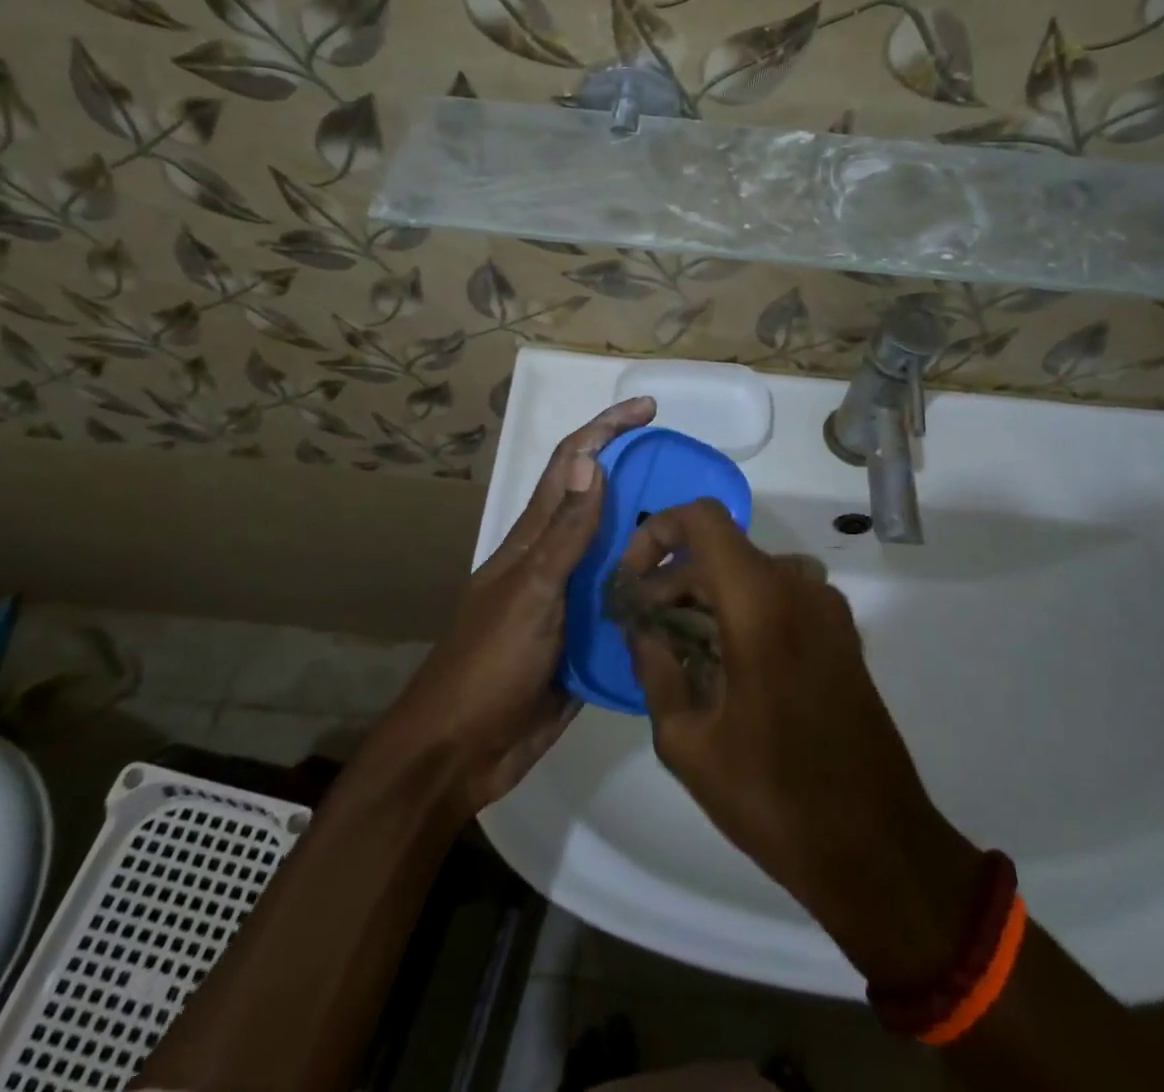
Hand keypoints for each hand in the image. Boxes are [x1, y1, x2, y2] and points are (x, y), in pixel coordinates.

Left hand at [369, 396, 656, 817]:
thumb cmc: (489, 664)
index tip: (648, 410)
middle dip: (640, 476)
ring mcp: (570, 601)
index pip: (571, 465)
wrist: (462, 752)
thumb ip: (565, 532)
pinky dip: (653, 592)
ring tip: (701, 529)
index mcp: (535, 538)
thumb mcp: (531, 591)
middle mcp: (556, 560)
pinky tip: (689, 594)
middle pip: (600, 503)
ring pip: (618, 553)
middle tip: (691, 472)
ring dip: (652, 534)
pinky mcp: (585, 640)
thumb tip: (591, 459)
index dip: (606, 430)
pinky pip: (625, 605)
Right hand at [621, 501, 982, 990]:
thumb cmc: (774, 795)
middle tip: (643, 628)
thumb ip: (656, 670)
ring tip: (679, 647)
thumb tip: (644, 632)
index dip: (658, 532)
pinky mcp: (842, 634)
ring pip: (751, 573)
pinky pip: (782, 596)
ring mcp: (828, 609)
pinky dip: (744, 609)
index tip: (633, 580)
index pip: (702, 519)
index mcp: (760, 602)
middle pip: (722, 551)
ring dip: (708, 595)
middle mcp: (799, 587)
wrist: (877, 847)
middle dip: (674, 578)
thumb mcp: (687, 743)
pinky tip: (725, 662)